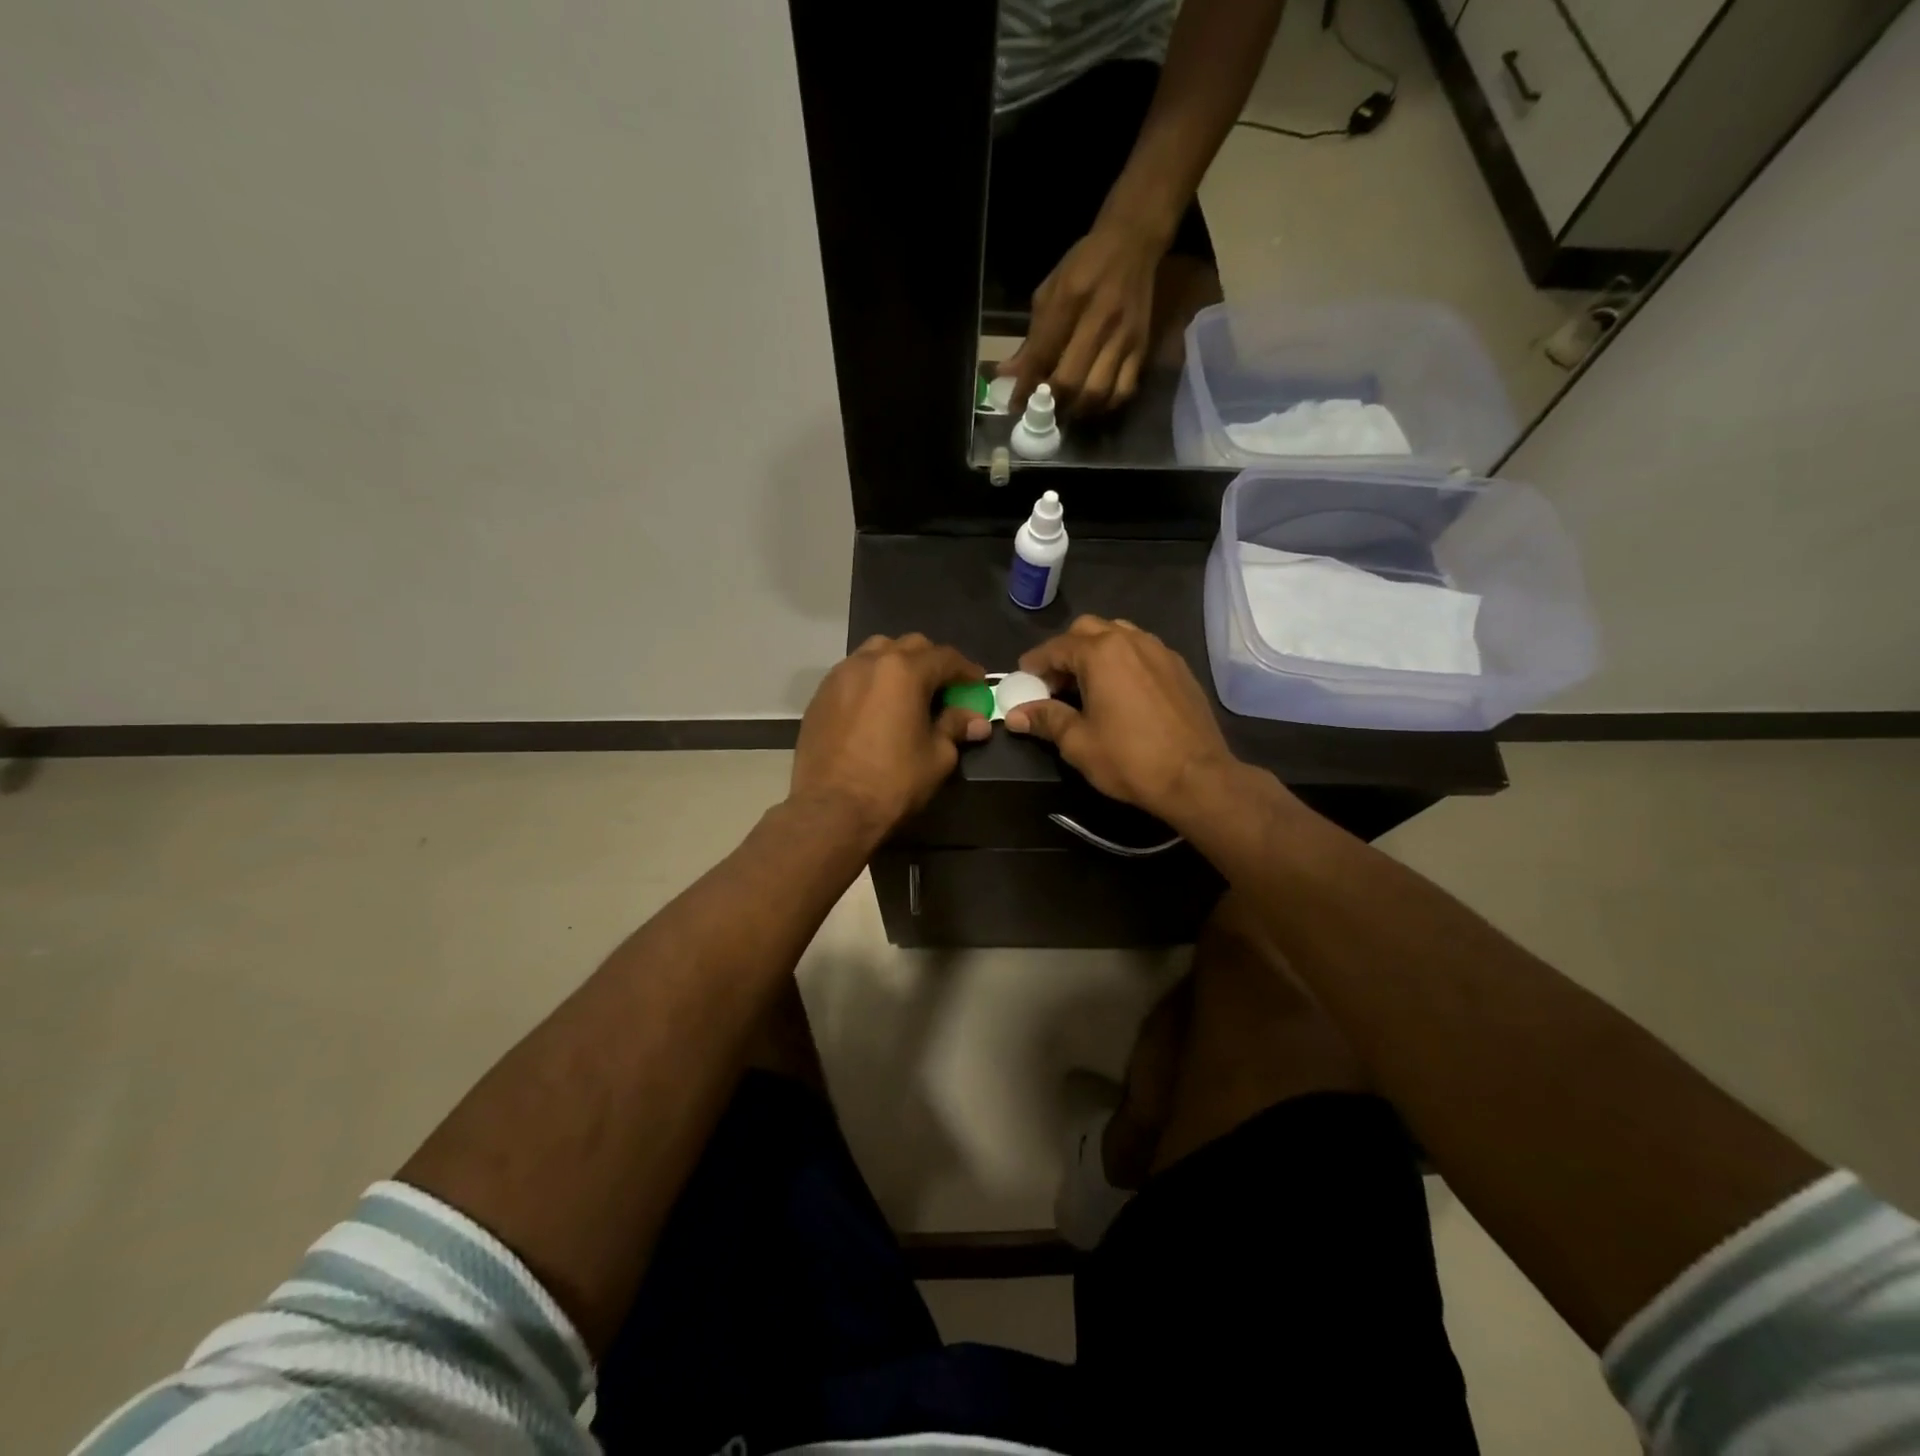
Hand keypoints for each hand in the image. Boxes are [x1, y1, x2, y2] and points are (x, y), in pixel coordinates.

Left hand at [790, 634, 990, 837]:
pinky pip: (853, 674)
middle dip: (932, 662)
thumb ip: (955, 727)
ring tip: (908, 693)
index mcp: (904, 671)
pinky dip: (872, 681)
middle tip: (944, 689)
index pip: (945, 657)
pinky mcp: (820, 696)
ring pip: (876, 653)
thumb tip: (975, 720)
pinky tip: (877, 707)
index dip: (967, 670)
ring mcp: (839, 676)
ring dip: (898, 665)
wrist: (831, 810)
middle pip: (910, 646)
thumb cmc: (892, 782)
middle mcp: (869, 662)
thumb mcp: (937, 757)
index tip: (978, 685)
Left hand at [1000, 221, 1162, 417]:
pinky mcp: (1141, 348)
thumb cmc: (1084, 266)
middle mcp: (1099, 321)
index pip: (1042, 355)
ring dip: (1076, 409)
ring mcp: (1123, 338)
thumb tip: (1008, 374)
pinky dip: (1105, 405)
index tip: (1015, 406)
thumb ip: (1031, 337)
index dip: (1025, 386)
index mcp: (1070, 300)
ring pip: (1097, 392)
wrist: (1132, 243)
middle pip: (1071, 381)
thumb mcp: (1049, 292)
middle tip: (1042, 411)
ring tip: (1065, 409)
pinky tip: (1092, 403)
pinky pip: (1123, 391)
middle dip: (1051, 404)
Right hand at [1003, 615, 1233, 821]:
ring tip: (1087, 683)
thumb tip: (1015, 714)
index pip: (1056, 647)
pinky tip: (1121, 690)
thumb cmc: (1130, 759)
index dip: (1035, 663)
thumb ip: (1046, 719)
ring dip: (1096, 650)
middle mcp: (1131, 641)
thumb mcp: (1078, 742)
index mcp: (1101, 653)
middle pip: (1087, 630)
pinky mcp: (1179, 668)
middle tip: (1055, 683)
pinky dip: (1123, 660)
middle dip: (1065, 651)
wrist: (1197, 777)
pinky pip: (1142, 650)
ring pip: (1118, 634)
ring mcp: (1160, 651)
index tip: (1022, 679)